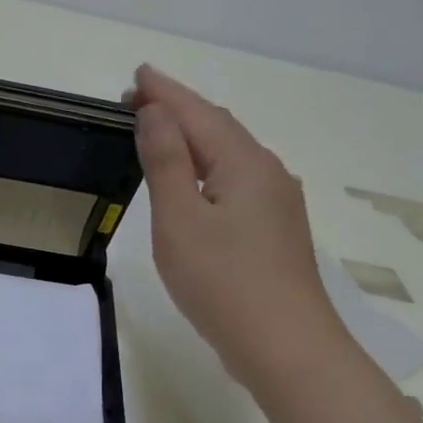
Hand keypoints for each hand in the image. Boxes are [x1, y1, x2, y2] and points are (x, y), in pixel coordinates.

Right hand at [128, 64, 345, 385]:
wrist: (285, 347)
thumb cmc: (223, 282)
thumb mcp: (180, 221)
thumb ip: (166, 163)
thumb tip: (156, 113)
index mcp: (244, 164)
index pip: (198, 113)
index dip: (165, 93)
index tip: (137, 75)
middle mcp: (268, 174)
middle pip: (219, 129)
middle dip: (179, 111)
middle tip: (140, 99)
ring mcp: (277, 205)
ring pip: (230, 157)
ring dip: (194, 139)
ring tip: (162, 133)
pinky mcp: (274, 234)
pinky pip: (236, 184)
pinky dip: (207, 170)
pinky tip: (197, 184)